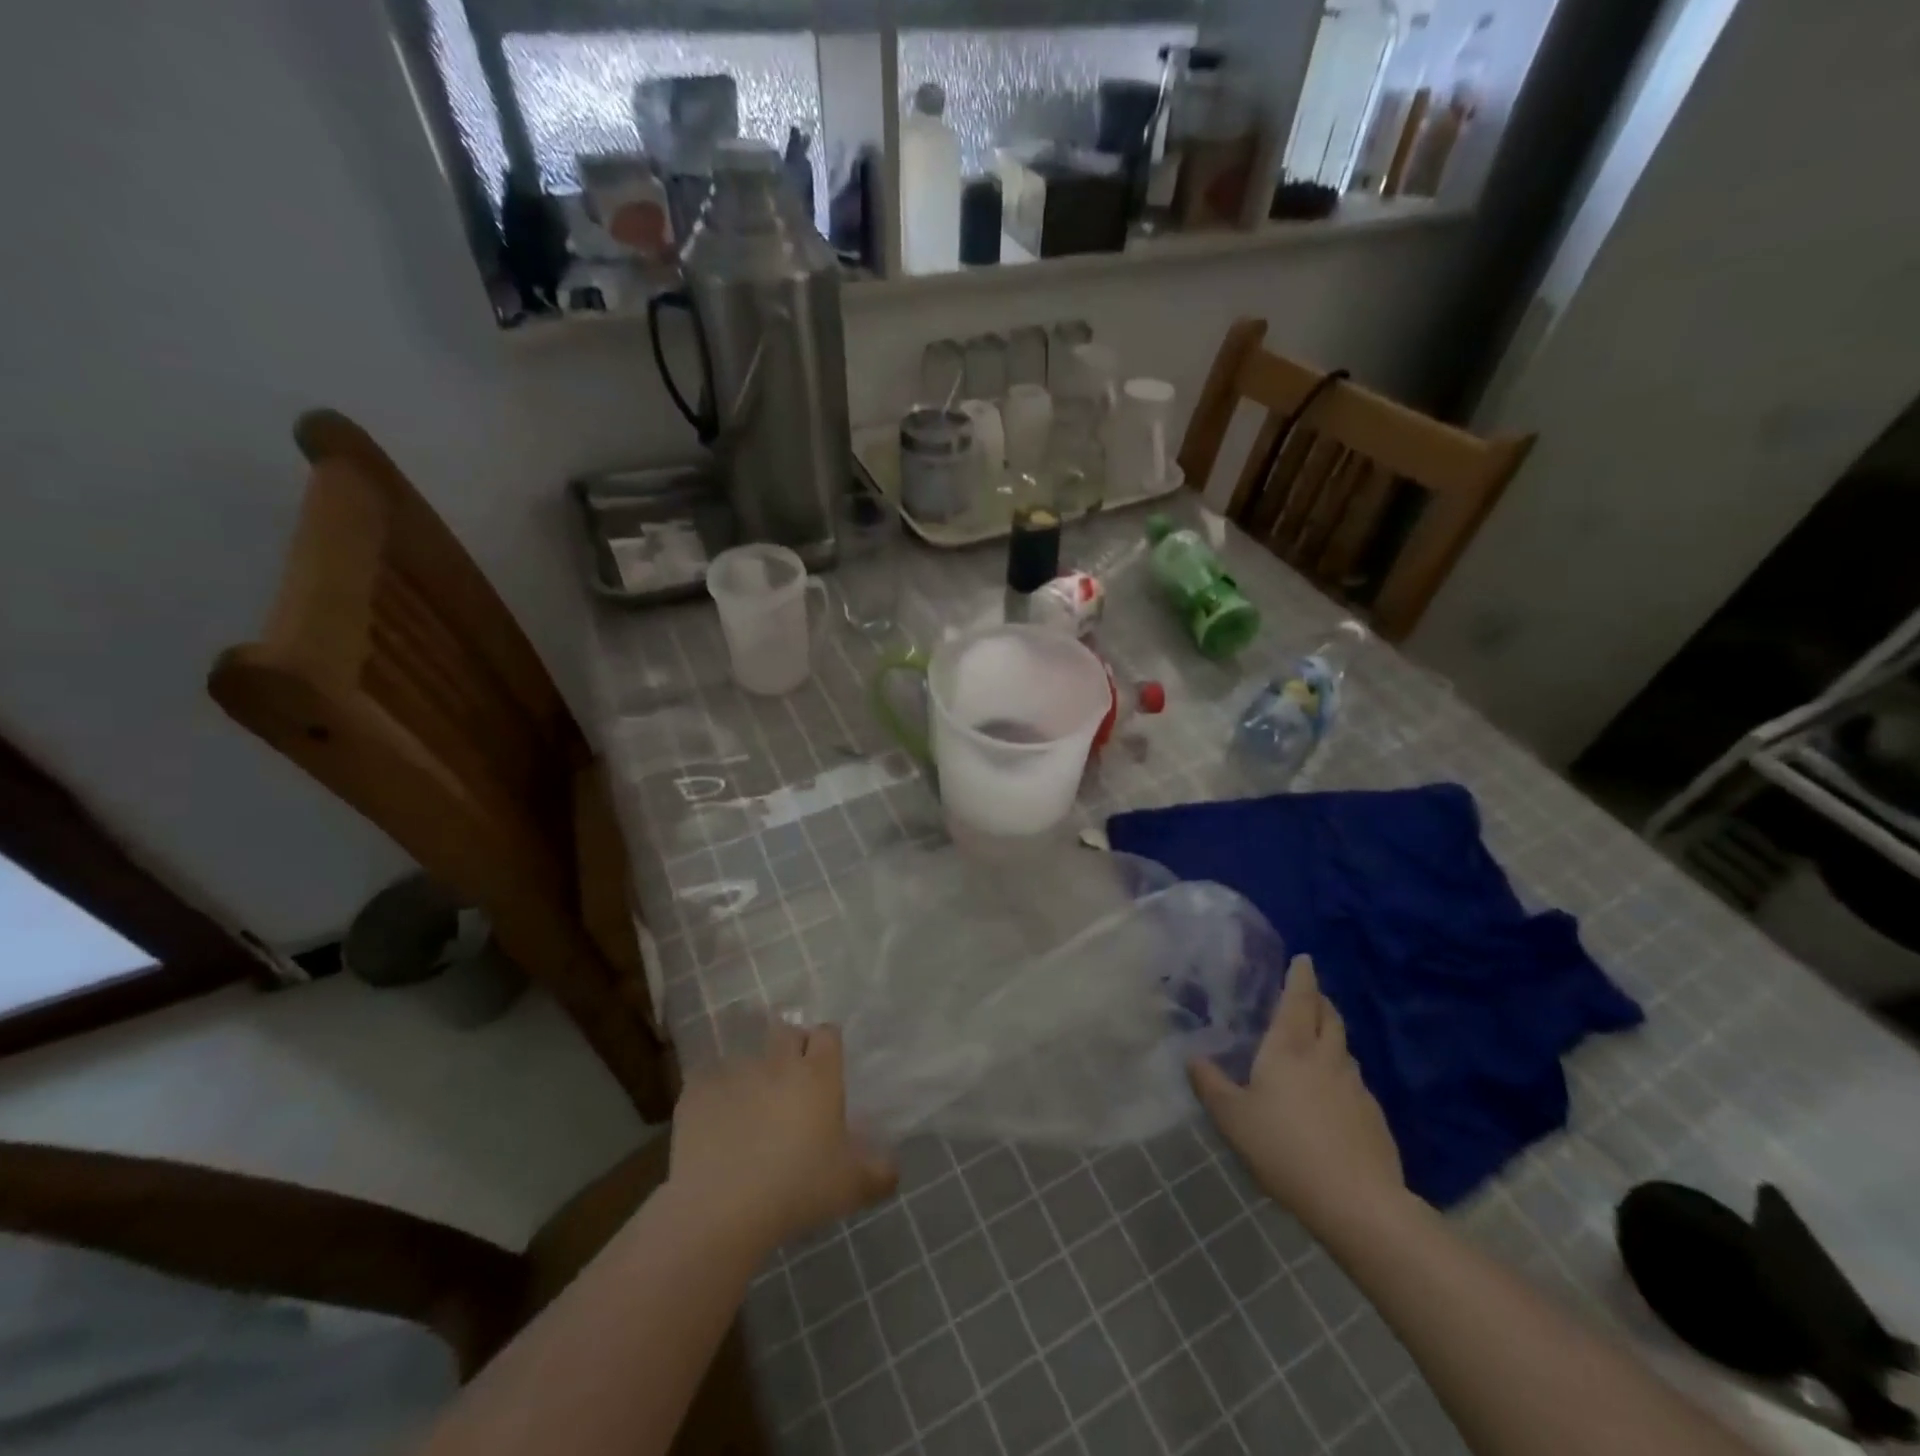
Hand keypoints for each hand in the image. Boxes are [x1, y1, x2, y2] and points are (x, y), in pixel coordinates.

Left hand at [668, 1021, 897, 1253]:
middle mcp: (778, 1062)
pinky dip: (715, 1095)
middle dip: (791, 1048)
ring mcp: (735, 1071)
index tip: (826, 1068)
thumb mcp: (851, 1187)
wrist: (721, 1208)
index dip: (827, 1046)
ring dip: (753, 1074)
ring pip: (748, 1057)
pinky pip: (710, 1080)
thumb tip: (895, 1168)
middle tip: (791, 1085)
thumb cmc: (797, 1189)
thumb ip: (880, 1173)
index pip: (828, 1034)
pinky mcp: (698, 1090)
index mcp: (818, 1074)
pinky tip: (716, 1124)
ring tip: (750, 1108)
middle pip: (787, 1032)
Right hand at [1189, 955, 1403, 1229]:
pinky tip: (1330, 1093)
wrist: (1358, 1202)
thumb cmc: (1285, 1149)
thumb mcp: (1232, 1118)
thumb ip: (1210, 1084)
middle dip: (1319, 1000)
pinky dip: (1340, 1071)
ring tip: (1315, 1040)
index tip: (1303, 958)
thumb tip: (1193, 1057)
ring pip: (1343, 1047)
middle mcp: (1325, 1057)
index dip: (1301, 976)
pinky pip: (1353, 1079)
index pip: (1299, 999)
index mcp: (1289, 1048)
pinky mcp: (1373, 1116)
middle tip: (1307, 994)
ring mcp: (1355, 1086)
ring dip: (1330, 1034)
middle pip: (1328, 1016)